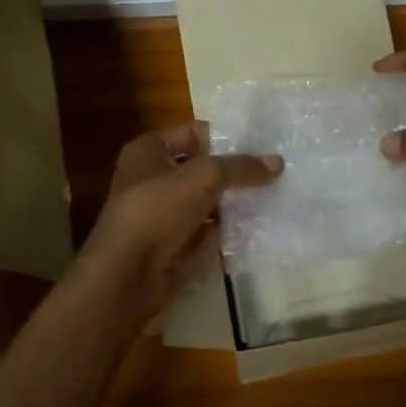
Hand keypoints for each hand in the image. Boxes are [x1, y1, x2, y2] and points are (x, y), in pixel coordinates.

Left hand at [72, 122, 281, 326]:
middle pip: (202, 166)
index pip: (193, 131)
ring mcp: (164, 213)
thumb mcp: (204, 177)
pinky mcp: (174, 243)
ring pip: (207, 199)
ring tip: (275, 194)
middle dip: (234, 169)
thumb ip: (241, 167)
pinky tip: (259, 224)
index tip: (261, 143)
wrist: (127, 274)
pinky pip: (208, 229)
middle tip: (274, 169)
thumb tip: (278, 162)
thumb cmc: (157, 209)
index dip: (224, 135)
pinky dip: (228, 227)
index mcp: (149, 150)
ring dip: (235, 199)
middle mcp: (153, 177)